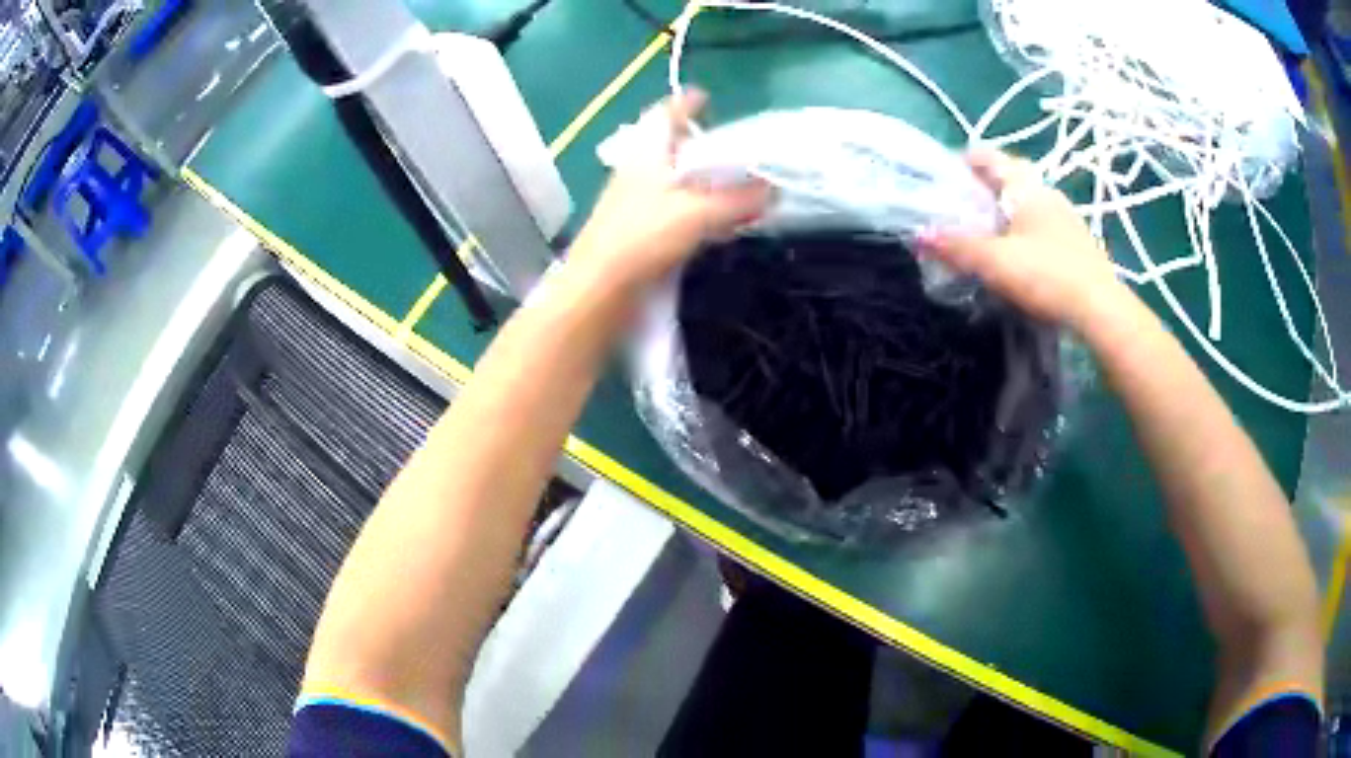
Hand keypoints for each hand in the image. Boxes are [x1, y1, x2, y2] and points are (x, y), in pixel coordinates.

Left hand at [565, 89, 770, 293]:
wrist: (597, 288)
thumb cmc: (642, 237)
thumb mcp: (699, 213)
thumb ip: (739, 200)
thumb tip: (775, 190)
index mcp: (647, 154)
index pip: (665, 115)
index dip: (685, 103)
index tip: (706, 98)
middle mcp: (637, 171)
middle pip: (668, 146)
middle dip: (696, 141)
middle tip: (730, 144)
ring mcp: (633, 201)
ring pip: (669, 178)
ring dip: (697, 176)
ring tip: (730, 181)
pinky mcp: (635, 230)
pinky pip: (670, 207)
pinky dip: (693, 206)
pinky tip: (712, 220)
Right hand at [921, 148, 1129, 331]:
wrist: (1101, 311)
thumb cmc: (1048, 276)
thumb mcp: (995, 263)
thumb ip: (956, 247)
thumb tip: (919, 235)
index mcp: (1026, 187)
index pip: (989, 156)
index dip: (962, 161)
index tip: (943, 179)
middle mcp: (1047, 193)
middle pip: (1008, 179)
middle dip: (981, 190)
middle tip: (958, 211)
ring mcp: (1066, 218)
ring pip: (1026, 204)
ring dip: (1003, 213)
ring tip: (983, 236)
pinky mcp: (1076, 243)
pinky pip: (1040, 225)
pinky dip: (1022, 232)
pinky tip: (1016, 257)